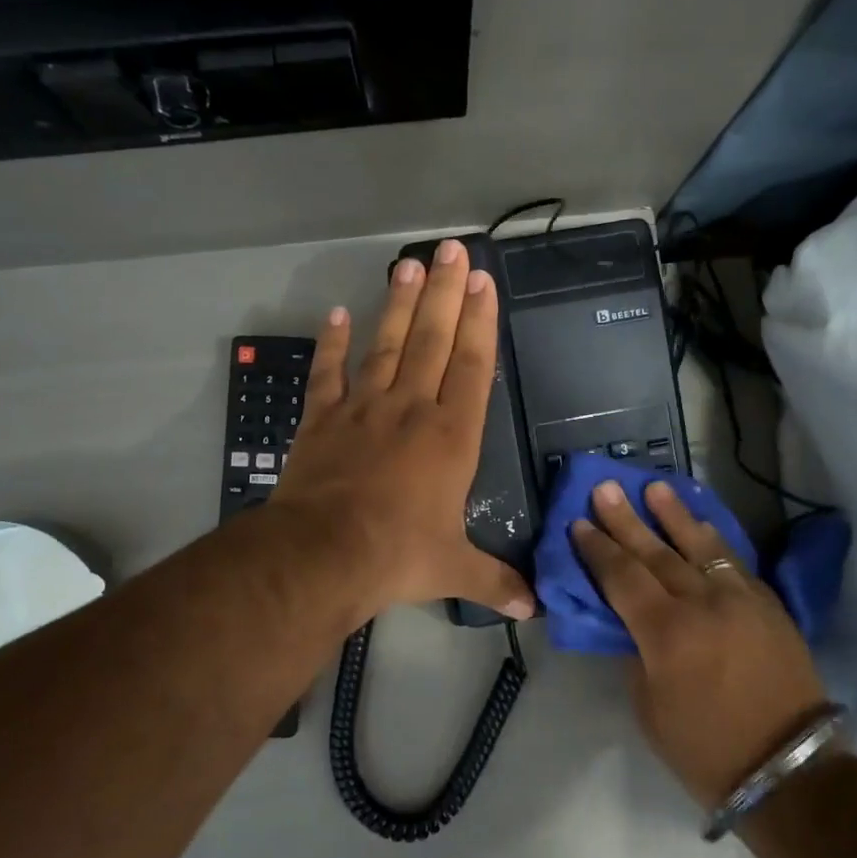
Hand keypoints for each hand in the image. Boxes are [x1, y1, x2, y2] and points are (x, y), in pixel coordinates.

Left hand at [271, 239, 535, 624]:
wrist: (323, 554)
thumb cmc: (397, 554)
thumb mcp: (453, 570)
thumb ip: (494, 580)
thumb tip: (533, 608)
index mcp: (451, 437)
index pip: (472, 367)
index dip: (480, 323)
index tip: (484, 282)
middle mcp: (412, 410)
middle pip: (433, 340)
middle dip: (446, 293)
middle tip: (452, 249)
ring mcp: (364, 409)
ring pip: (388, 345)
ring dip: (400, 304)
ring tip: (409, 264)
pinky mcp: (323, 419)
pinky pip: (329, 374)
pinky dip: (331, 345)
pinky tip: (336, 315)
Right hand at [572, 480, 825, 805]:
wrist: (788, 768)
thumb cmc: (704, 748)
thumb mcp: (649, 707)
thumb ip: (635, 654)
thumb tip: (630, 622)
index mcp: (666, 633)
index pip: (622, 577)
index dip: (598, 549)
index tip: (579, 523)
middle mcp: (703, 604)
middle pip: (656, 552)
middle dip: (626, 520)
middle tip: (605, 488)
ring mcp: (741, 599)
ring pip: (701, 546)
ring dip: (675, 515)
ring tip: (654, 488)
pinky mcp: (769, 605)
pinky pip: (735, 562)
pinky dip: (714, 540)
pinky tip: (702, 524)